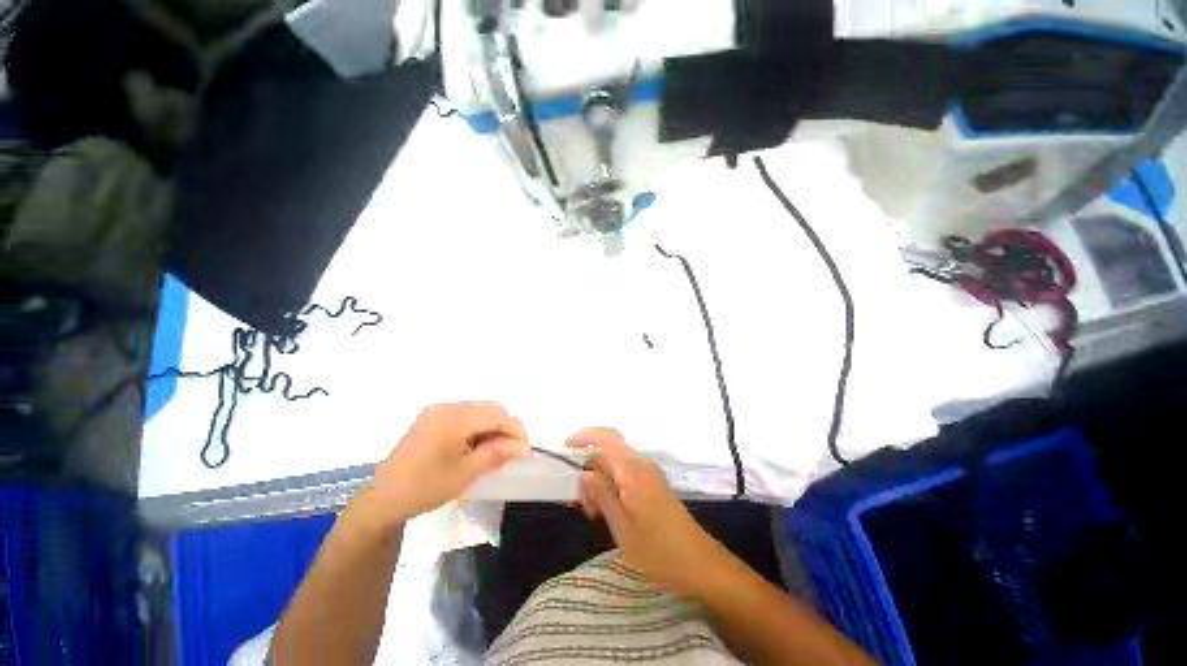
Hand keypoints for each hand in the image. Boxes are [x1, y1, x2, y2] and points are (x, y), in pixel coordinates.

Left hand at [371, 402, 529, 524]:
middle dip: (505, 429)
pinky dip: (478, 429)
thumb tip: (524, 446)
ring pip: (481, 411)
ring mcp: (438, 411)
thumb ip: (497, 454)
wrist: (383, 499)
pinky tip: (476, 448)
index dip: (516, 431)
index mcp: (453, 419)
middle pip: (491, 409)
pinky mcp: (433, 417)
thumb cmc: (424, 488)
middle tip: (508, 454)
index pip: (496, 416)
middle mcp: (447, 407)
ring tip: (492, 453)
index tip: (526, 452)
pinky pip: (467, 415)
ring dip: (492, 428)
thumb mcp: (465, 473)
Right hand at [569, 428, 727, 598]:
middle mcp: (641, 464)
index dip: (583, 437)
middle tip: (581, 500)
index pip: (605, 439)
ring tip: (592, 512)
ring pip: (615, 463)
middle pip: (609, 449)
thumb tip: (585, 472)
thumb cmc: (658, 549)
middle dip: (589, 465)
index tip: (564, 447)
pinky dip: (610, 485)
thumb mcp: (621, 525)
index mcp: (632, 469)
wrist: (699, 563)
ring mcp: (648, 474)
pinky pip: (625, 474)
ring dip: (599, 479)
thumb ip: (602, 493)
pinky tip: (606, 509)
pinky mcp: (652, 485)